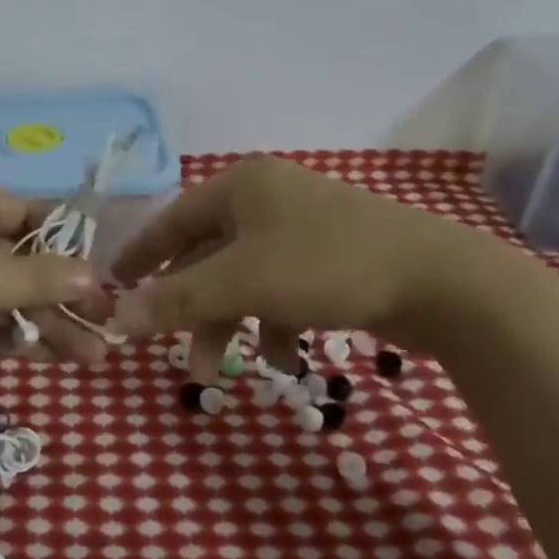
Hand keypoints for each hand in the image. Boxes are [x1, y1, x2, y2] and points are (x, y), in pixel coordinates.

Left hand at [0, 185, 113, 385]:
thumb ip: (43, 278)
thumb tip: (93, 275)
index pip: (34, 216)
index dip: (70, 247)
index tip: (100, 279)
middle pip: (23, 262)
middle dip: (64, 299)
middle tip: (106, 332)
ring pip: (4, 296)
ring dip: (43, 324)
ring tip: (90, 357)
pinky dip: (7, 336)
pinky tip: (45, 358)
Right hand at [109, 156, 504, 375]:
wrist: (442, 283)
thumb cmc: (326, 266)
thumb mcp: (242, 283)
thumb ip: (176, 299)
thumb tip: (117, 315)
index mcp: (242, 186)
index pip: (174, 219)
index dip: (143, 252)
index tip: (116, 280)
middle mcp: (268, 199)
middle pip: (209, 255)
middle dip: (191, 308)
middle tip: (172, 351)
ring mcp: (303, 228)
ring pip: (244, 278)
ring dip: (229, 324)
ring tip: (220, 372)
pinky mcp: (332, 258)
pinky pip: (281, 289)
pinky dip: (272, 323)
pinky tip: (280, 358)